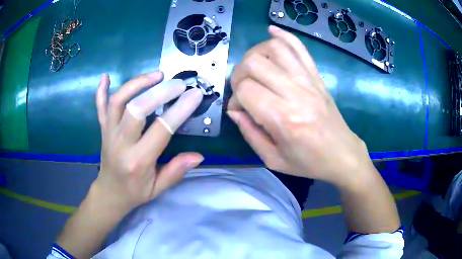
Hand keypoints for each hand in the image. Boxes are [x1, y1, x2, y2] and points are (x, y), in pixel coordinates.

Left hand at [94, 71, 203, 213]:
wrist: (109, 192)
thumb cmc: (134, 192)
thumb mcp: (158, 188)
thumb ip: (176, 171)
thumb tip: (198, 156)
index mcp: (138, 161)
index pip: (161, 129)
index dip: (180, 110)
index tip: (195, 94)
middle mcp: (121, 143)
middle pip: (136, 109)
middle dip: (159, 92)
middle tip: (178, 83)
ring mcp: (109, 133)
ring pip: (117, 101)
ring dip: (136, 84)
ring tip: (156, 75)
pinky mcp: (103, 128)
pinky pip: (100, 107)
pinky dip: (101, 90)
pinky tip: (105, 77)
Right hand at [228, 26, 372, 188]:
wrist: (342, 155)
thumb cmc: (309, 162)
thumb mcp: (273, 159)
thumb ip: (249, 133)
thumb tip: (234, 110)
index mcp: (283, 118)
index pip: (245, 89)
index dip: (234, 97)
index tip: (239, 110)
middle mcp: (295, 93)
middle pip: (254, 63)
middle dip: (239, 73)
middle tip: (243, 89)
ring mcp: (308, 80)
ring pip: (274, 48)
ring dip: (256, 54)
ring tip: (254, 68)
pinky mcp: (316, 76)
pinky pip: (299, 47)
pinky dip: (283, 35)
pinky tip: (272, 32)